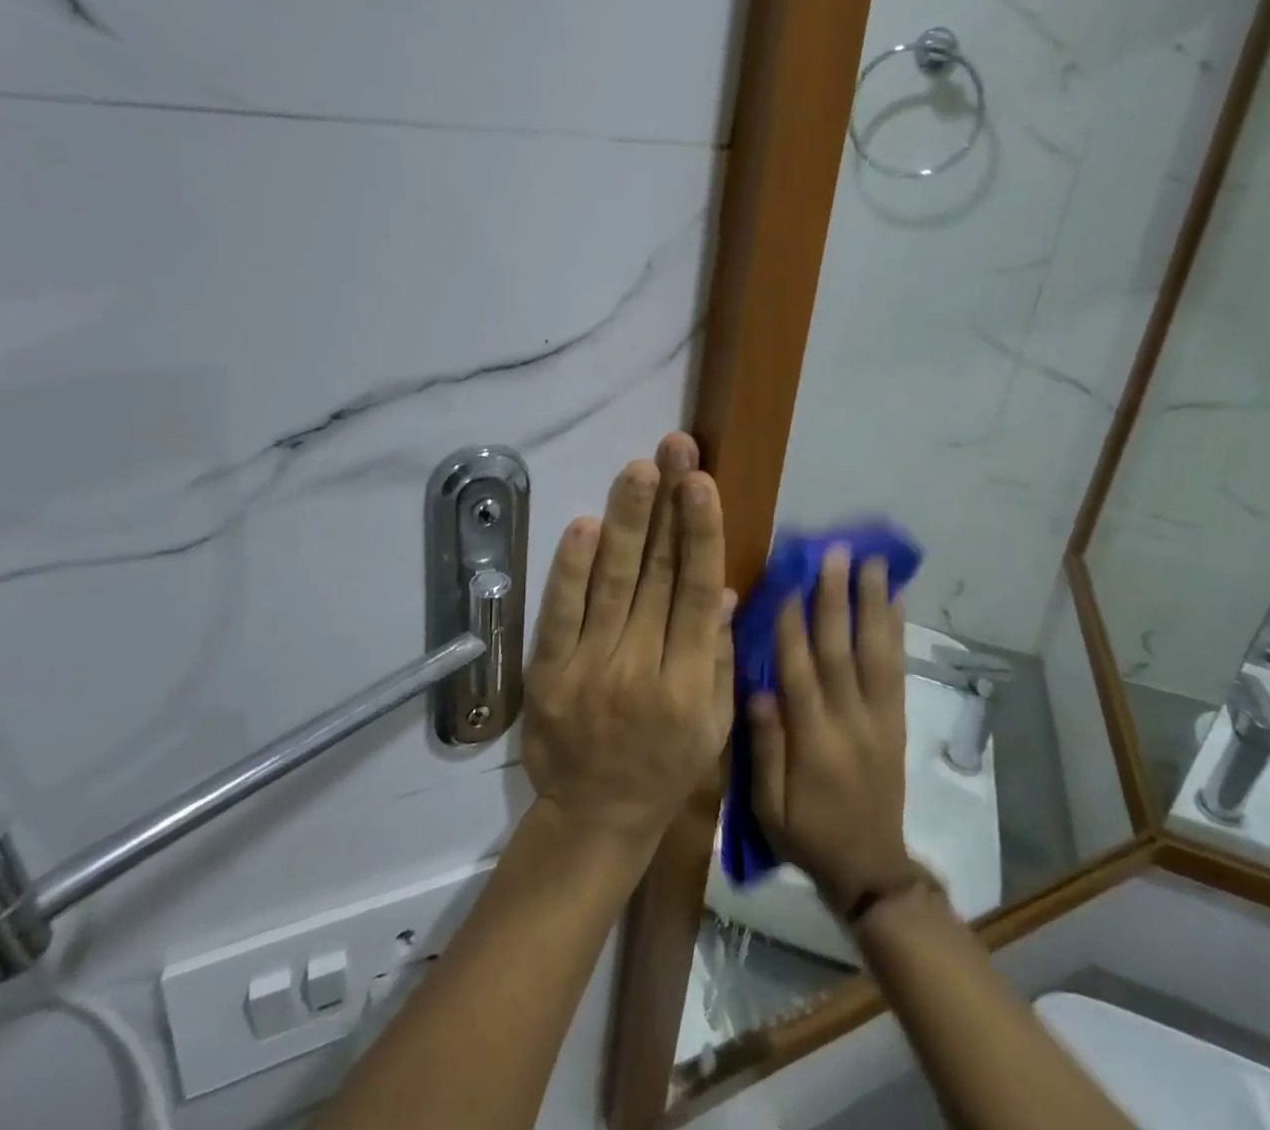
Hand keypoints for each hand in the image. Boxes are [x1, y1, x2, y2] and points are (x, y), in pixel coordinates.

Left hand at [522, 433, 732, 856]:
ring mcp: (590, 670)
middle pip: (656, 575)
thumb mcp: (713, 724)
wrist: (595, 818)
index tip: (702, 483)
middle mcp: (642, 668)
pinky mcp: (549, 675)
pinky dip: (570, 570)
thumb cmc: (666, 767)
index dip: (700, 534)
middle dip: (667, 506)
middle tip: (674, 450)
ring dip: (626, 522)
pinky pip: (559, 615)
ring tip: (638, 470)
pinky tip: (585, 526)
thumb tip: (720, 590)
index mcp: (689, 681)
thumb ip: (717, 655)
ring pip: (611, 584)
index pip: (696, 592)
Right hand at [748, 550, 915, 909]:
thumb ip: (764, 749)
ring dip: (873, 604)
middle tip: (835, 553)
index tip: (787, 580)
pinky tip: (898, 601)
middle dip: (836, 599)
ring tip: (873, 563)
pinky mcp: (897, 721)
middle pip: (842, 652)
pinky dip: (898, 633)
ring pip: (876, 653)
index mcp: (813, 743)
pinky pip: (898, 671)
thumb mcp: (768, 808)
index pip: (799, 673)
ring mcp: (879, 719)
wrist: (871, 870)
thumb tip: (757, 689)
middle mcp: (849, 722)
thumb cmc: (808, 835)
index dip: (792, 625)